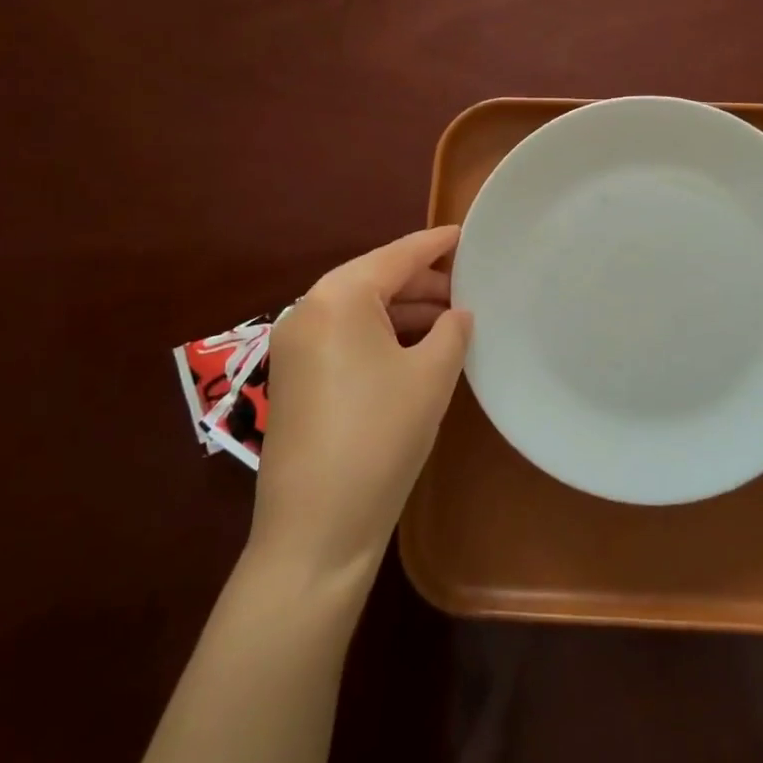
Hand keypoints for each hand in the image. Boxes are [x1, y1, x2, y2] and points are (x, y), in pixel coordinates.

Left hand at [246, 227, 472, 582]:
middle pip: (375, 279)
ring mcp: (294, 347)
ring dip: (404, 311)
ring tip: (451, 320)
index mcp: (338, 297)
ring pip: (359, 310)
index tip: (466, 233)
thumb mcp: (431, 375)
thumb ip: (452, 330)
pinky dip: (381, 335)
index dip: (436, 244)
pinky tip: (416, 349)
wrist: (315, 530)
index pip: (397, 255)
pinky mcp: (294, 378)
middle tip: (468, 287)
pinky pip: (344, 337)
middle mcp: (308, 311)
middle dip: (423, 282)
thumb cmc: (380, 437)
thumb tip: (458, 314)